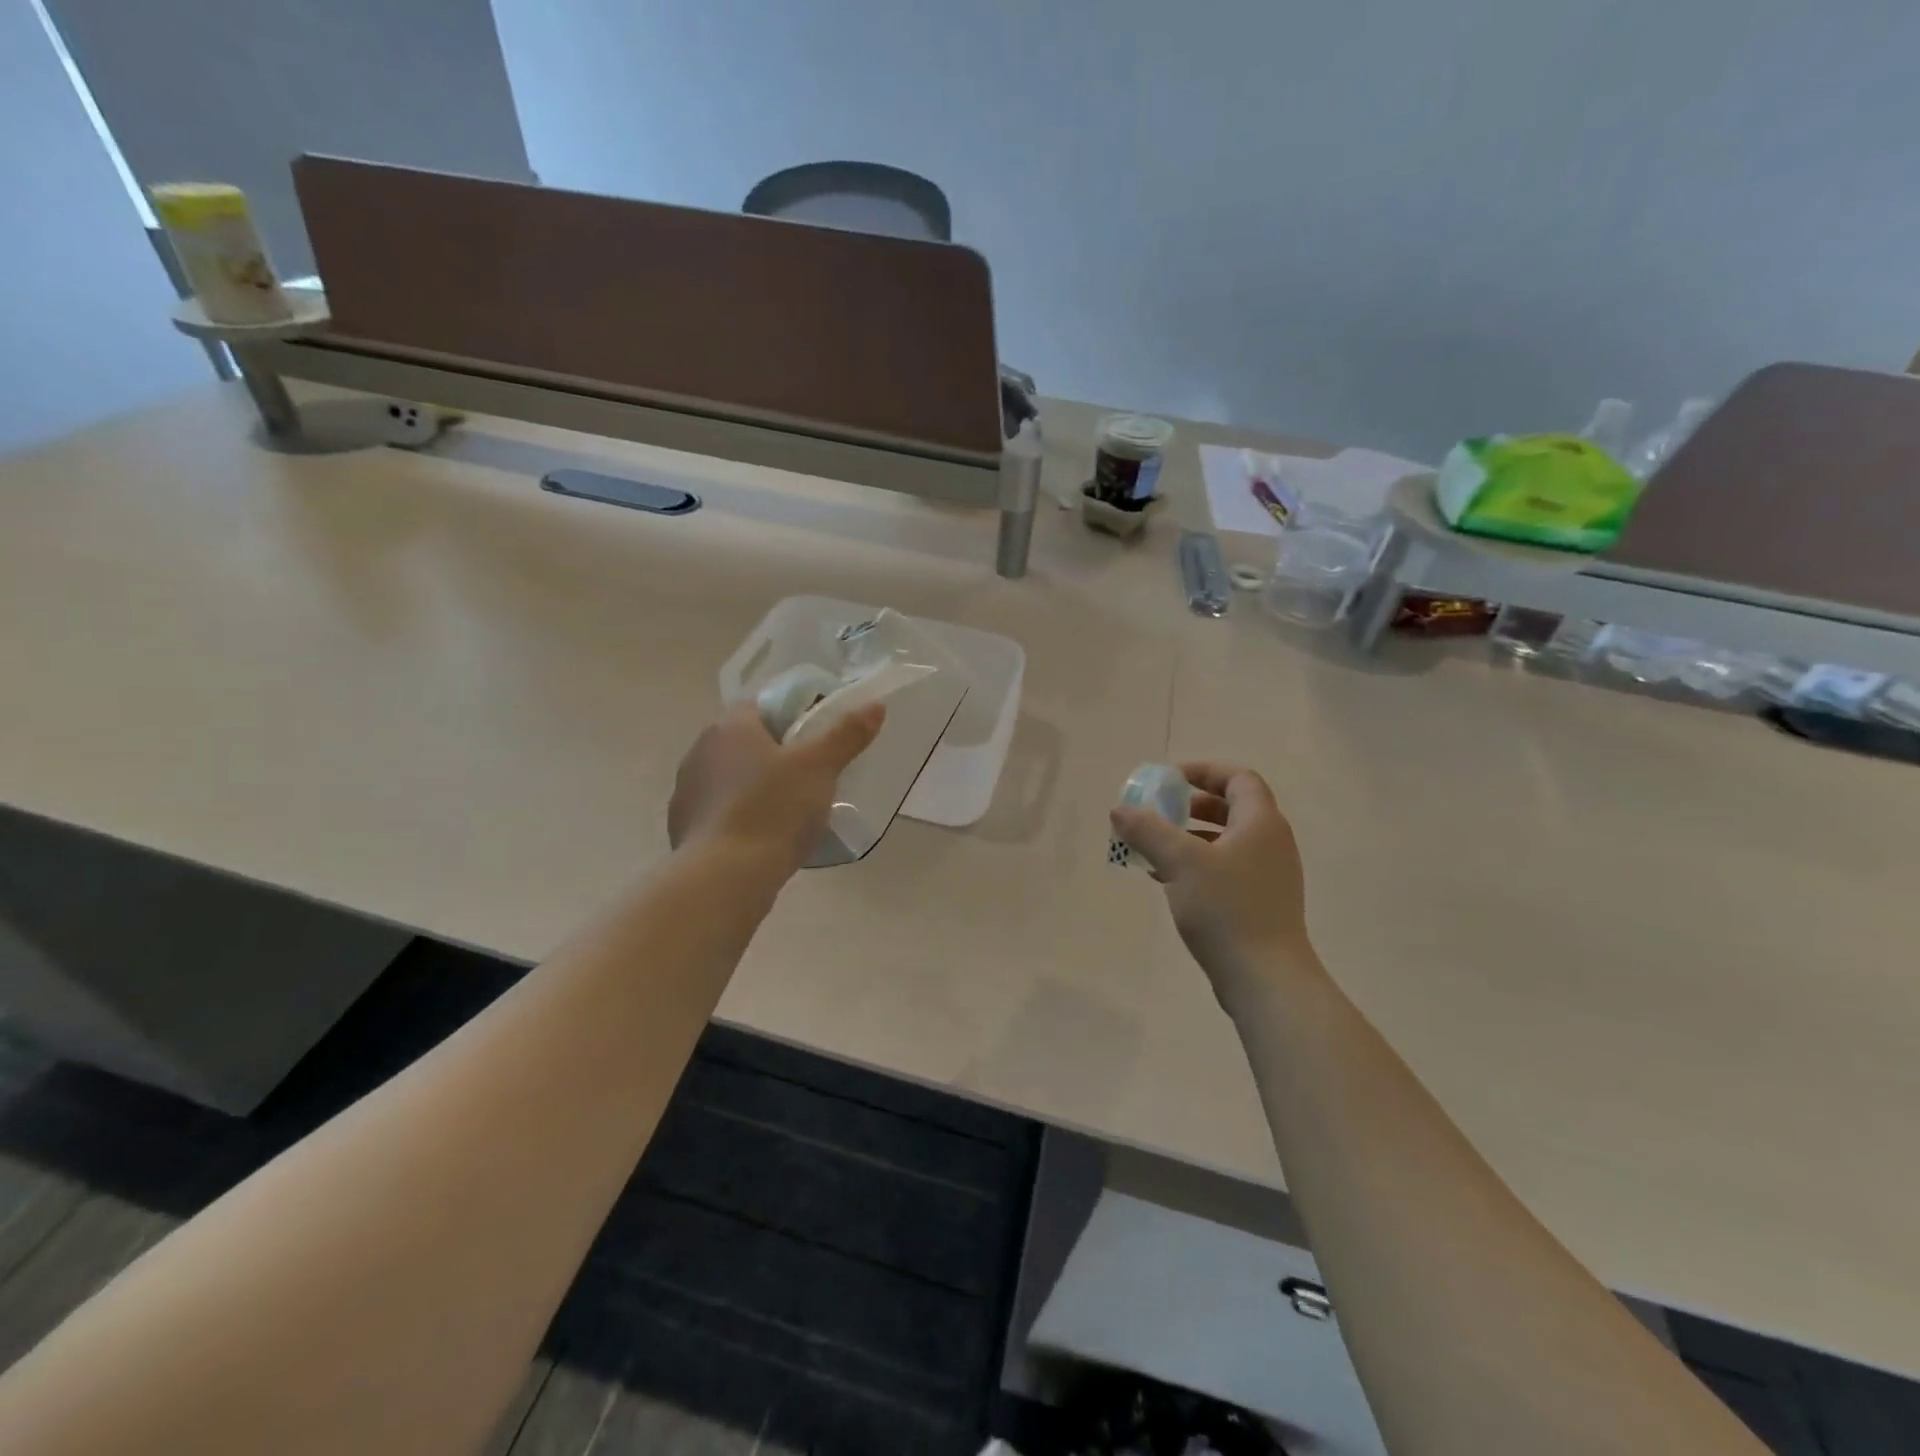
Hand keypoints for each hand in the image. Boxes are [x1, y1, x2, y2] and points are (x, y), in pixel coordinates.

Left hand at [670, 701, 885, 868]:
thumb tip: (874, 706)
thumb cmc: (774, 809)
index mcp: (730, 727)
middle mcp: (700, 750)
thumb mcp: (820, 768)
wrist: (725, 877)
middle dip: (775, 752)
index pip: (760, 705)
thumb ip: (846, 734)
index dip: (790, 715)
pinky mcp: (684, 827)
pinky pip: (720, 810)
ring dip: (755, 785)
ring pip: (731, 777)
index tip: (816, 736)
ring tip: (790, 808)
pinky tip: (764, 835)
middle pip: (745, 741)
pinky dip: (740, 815)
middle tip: (811, 772)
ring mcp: (687, 790)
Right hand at [1109, 762, 1312, 990]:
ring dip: (1190, 837)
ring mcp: (1268, 876)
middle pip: (1232, 808)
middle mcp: (1271, 843)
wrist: (1265, 978)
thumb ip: (1147, 830)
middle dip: (1192, 805)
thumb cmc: (1226, 909)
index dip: (1204, 771)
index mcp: (1261, 823)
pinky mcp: (1260, 903)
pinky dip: (1197, 864)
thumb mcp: (1179, 861)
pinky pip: (1226, 869)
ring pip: (1226, 841)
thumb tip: (1120, 809)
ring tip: (1154, 847)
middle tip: (1159, 811)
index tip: (1168, 780)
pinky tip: (1166, 880)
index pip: (1238, 778)